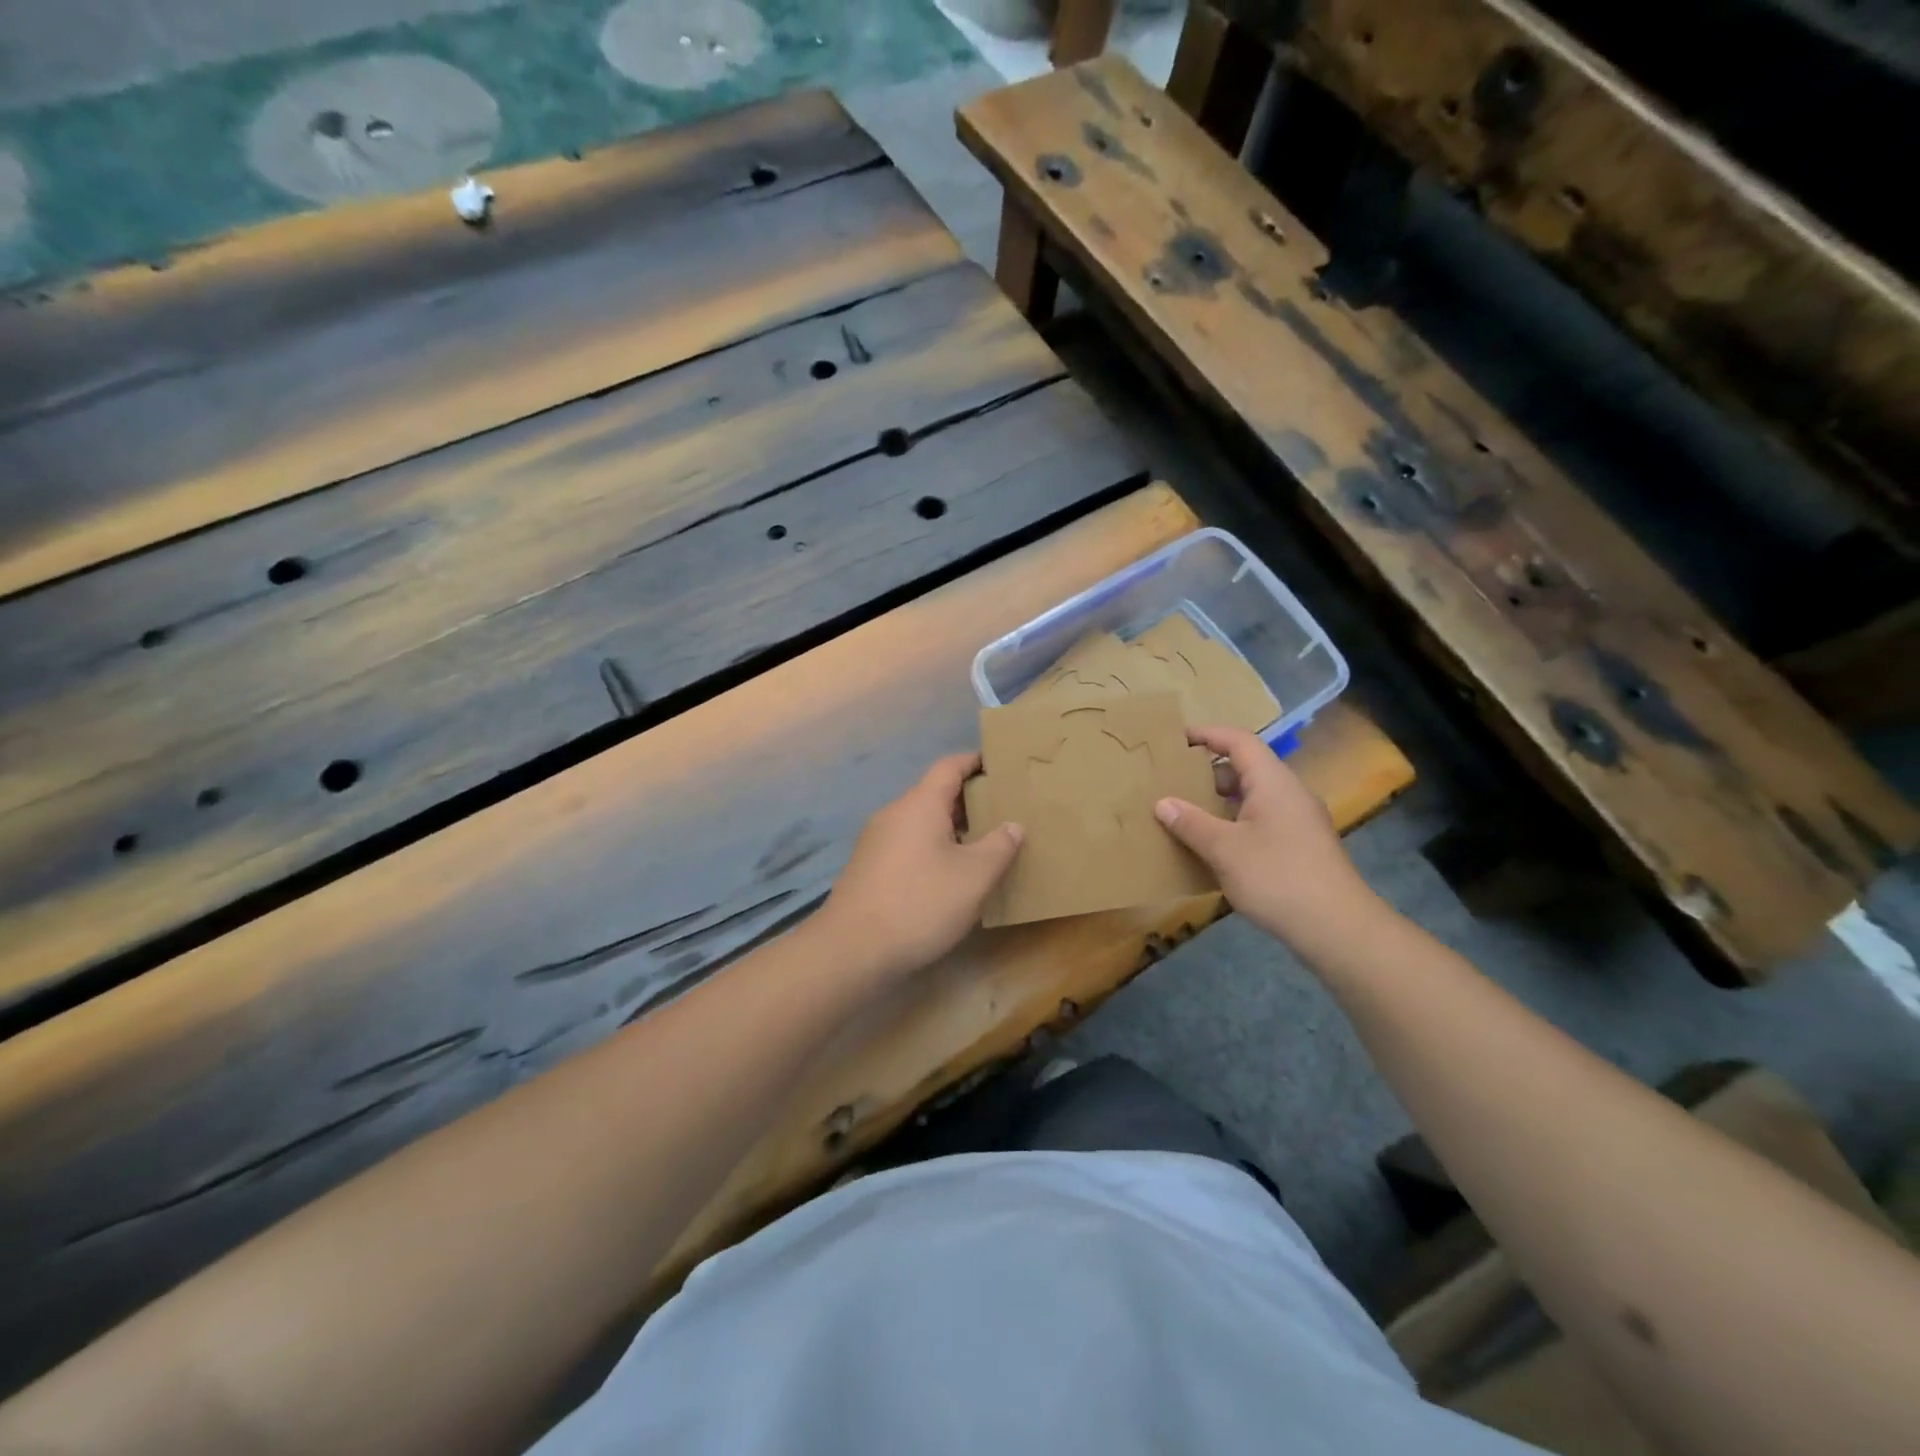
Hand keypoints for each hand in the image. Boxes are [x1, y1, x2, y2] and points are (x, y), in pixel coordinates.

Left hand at [817, 753, 1022, 981]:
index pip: (949, 766)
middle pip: (934, 794)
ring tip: (982, 845)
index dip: (975, 761)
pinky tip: (949, 875)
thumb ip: (999, 846)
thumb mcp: (974, 877)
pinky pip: (908, 844)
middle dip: (968, 800)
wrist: (852, 949)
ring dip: (951, 828)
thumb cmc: (920, 903)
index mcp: (920, 804)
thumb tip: (1012, 826)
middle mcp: (894, 813)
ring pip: (920, 822)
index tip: (1000, 765)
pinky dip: (932, 848)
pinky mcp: (868, 868)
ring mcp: (876, 841)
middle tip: (1002, 811)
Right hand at [1154, 725, 1384, 959]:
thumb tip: (1163, 803)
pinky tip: (1215, 847)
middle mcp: (1289, 793)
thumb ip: (1191, 823)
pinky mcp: (1302, 846)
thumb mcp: (1224, 849)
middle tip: (1174, 781)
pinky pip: (1262, 820)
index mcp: (1273, 782)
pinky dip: (1235, 823)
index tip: (1176, 739)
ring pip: (1254, 797)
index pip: (1239, 741)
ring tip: (1186, 814)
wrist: (1337, 928)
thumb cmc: (1277, 877)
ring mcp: (1299, 820)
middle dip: (1209, 772)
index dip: (1207, 734)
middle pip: (1247, 767)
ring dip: (1220, 801)